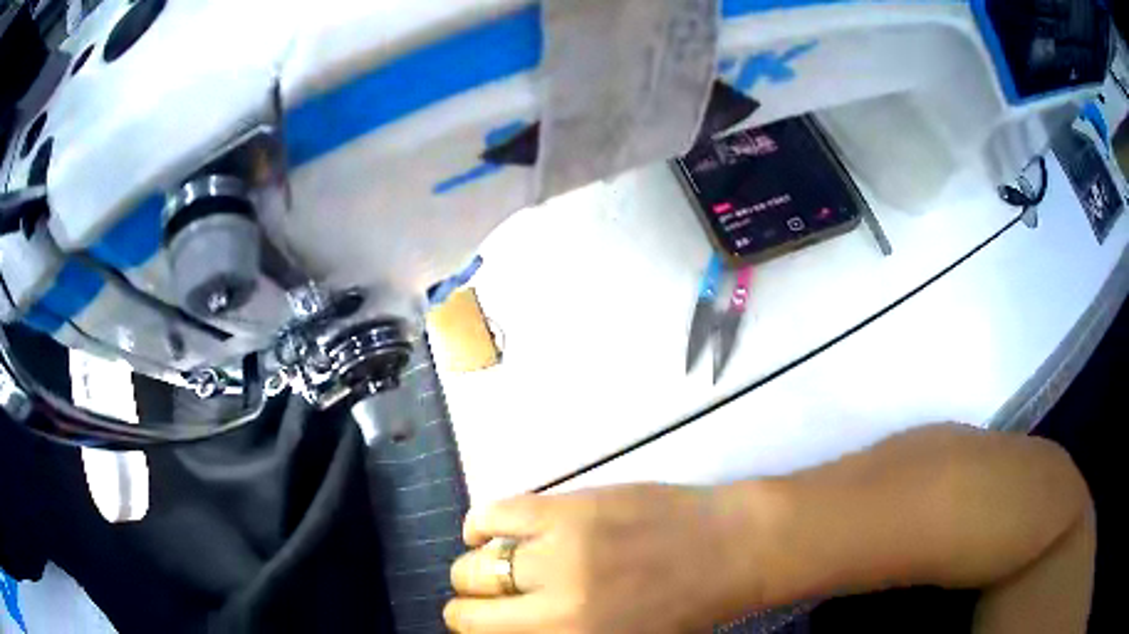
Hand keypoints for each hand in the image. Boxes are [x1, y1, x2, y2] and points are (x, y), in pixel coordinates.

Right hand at [444, 484, 757, 633]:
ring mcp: (558, 554)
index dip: (474, 630)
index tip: (482, 623)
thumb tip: (512, 626)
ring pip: (475, 566)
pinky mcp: (567, 509)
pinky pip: (495, 514)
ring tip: (489, 566)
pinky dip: (478, 524)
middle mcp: (554, 609)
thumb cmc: (684, 608)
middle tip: (487, 599)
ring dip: (473, 569)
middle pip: (469, 610)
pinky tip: (483, 531)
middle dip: (469, 606)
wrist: (729, 549)